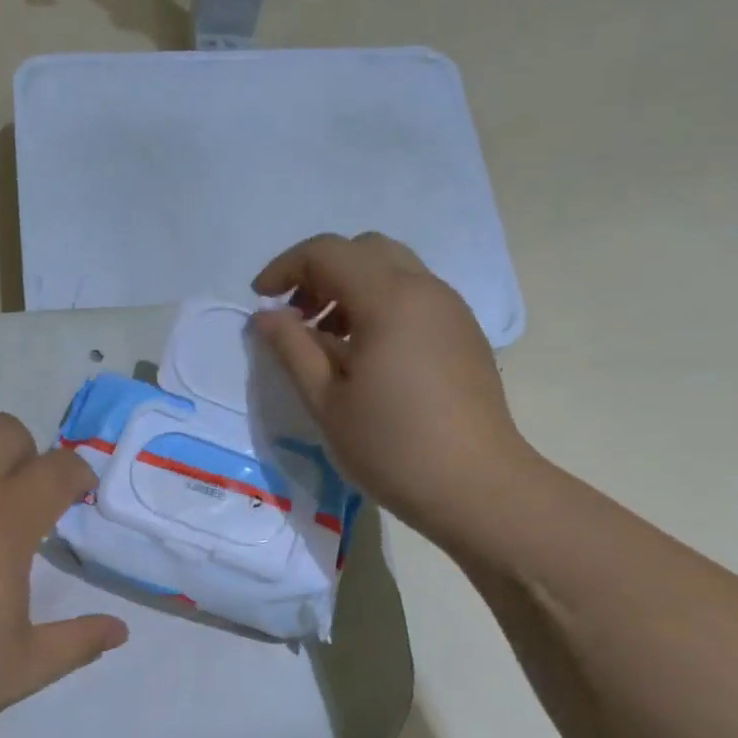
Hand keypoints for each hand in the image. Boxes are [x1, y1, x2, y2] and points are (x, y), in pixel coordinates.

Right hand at [251, 232, 537, 541]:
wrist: (477, 487)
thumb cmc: (392, 447)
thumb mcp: (326, 401)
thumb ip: (292, 348)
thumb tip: (266, 315)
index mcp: (389, 299)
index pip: (327, 252)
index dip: (285, 267)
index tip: (261, 300)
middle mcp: (426, 290)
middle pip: (364, 250)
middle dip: (320, 272)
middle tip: (296, 316)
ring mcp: (451, 310)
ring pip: (393, 270)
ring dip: (350, 288)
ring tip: (326, 340)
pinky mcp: (463, 333)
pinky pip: (414, 296)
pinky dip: (379, 305)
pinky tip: (365, 355)